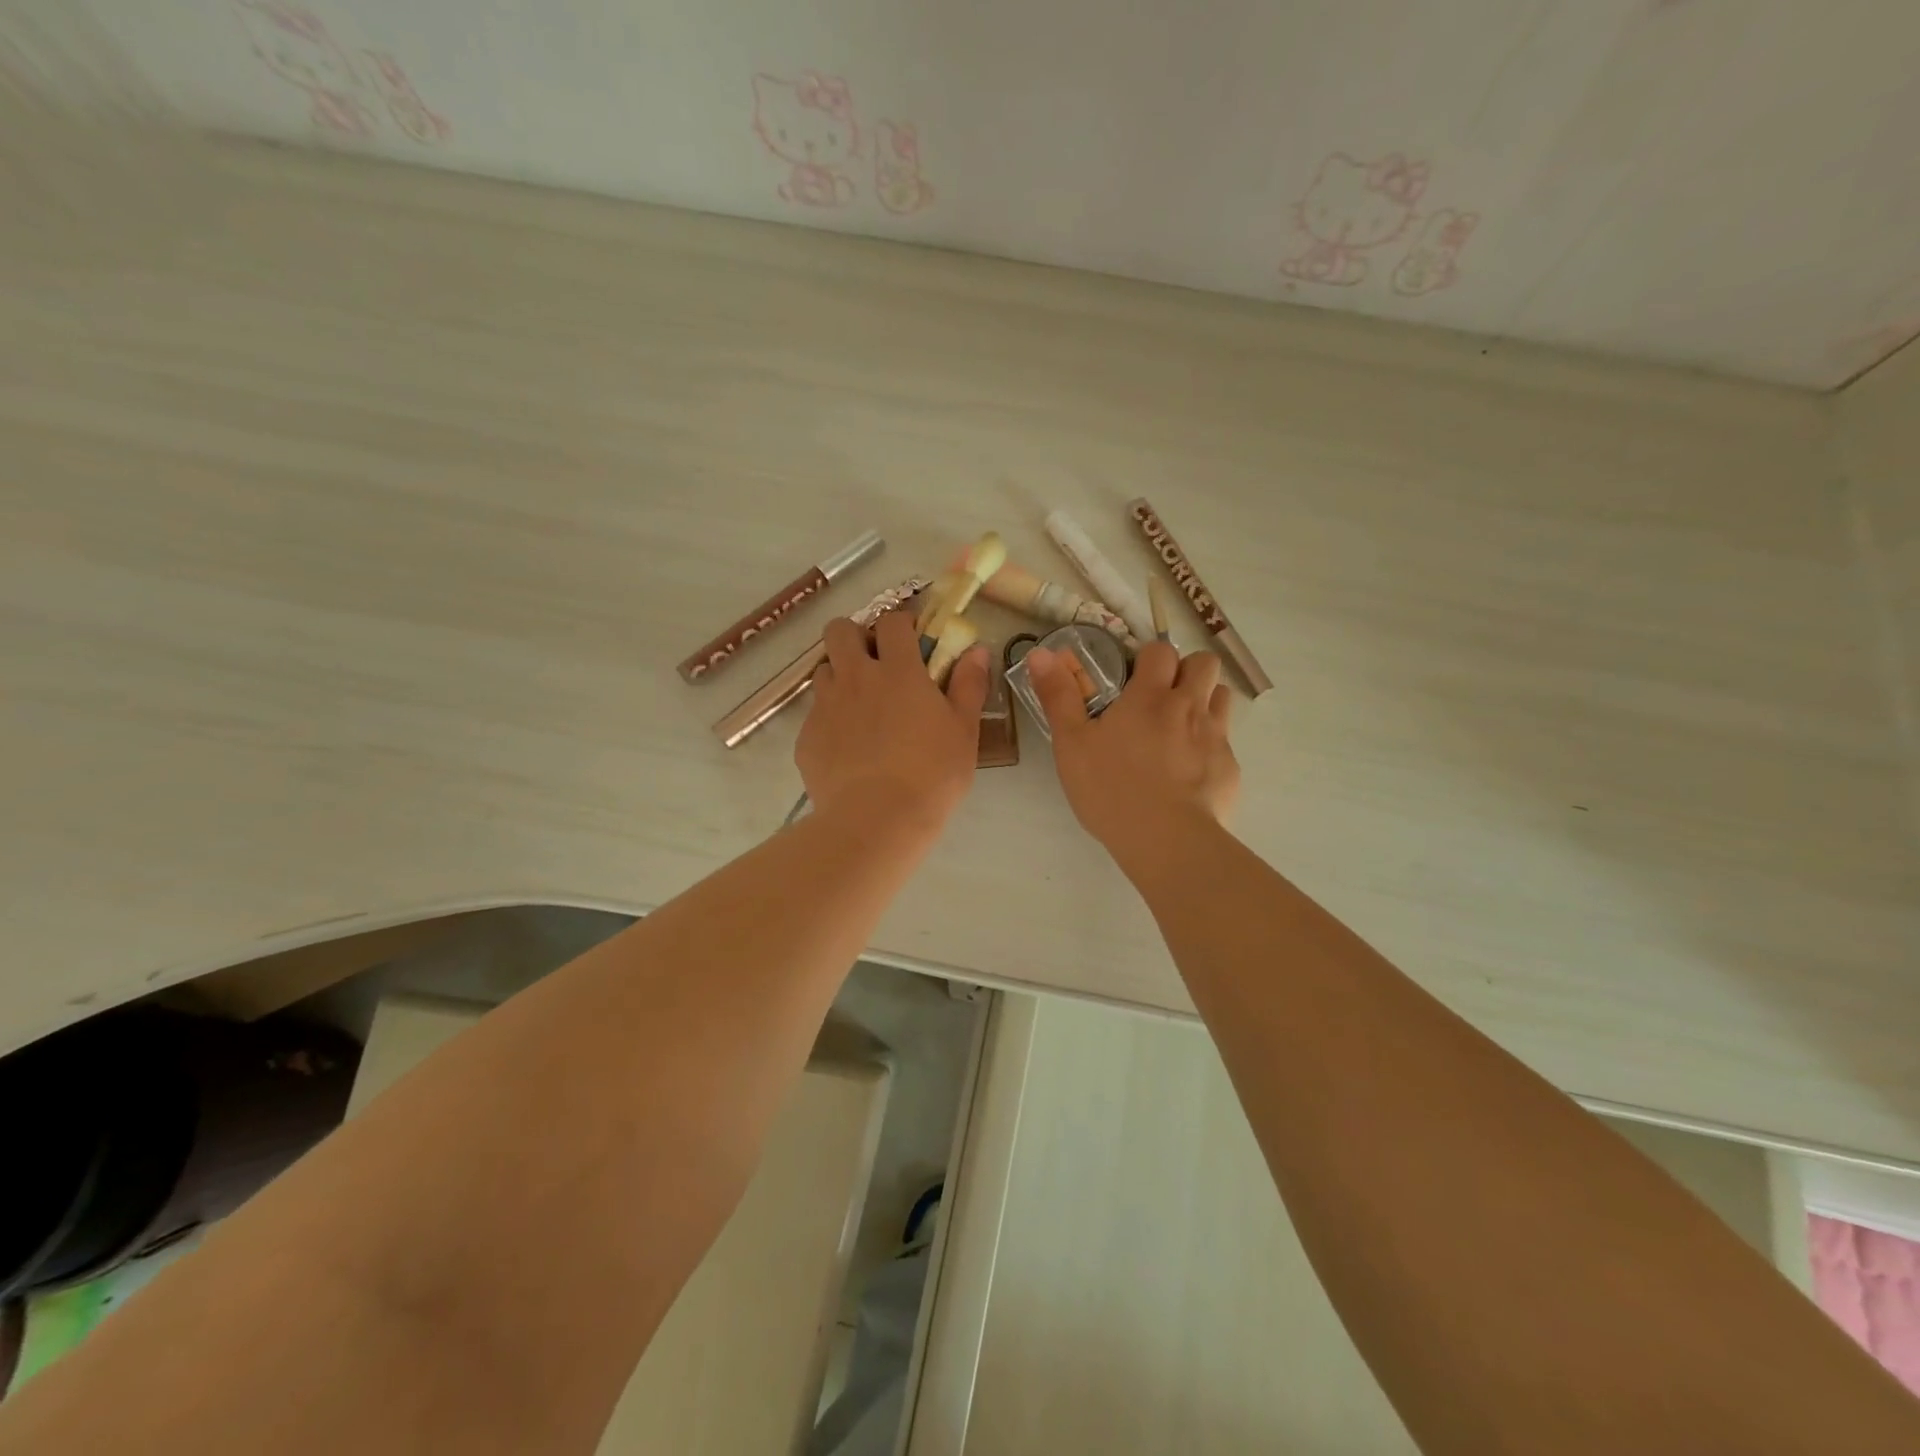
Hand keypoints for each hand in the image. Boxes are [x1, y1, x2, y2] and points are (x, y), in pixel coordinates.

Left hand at [797, 609, 988, 834]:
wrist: (876, 821)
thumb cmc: (931, 775)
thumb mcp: (964, 731)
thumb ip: (969, 685)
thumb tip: (977, 650)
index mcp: (898, 671)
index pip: (892, 621)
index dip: (901, 623)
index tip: (912, 640)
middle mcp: (855, 678)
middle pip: (840, 630)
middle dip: (855, 636)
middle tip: (874, 662)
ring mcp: (826, 706)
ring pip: (823, 670)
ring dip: (840, 677)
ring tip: (860, 707)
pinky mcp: (807, 738)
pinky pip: (815, 715)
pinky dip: (830, 721)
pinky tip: (847, 749)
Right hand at [1027, 641, 1238, 864]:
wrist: (1167, 840)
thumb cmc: (1111, 789)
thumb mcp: (1071, 744)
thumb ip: (1058, 696)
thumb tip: (1041, 653)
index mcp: (1149, 696)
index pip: (1161, 651)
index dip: (1149, 658)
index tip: (1134, 678)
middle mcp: (1189, 707)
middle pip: (1203, 663)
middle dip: (1186, 670)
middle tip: (1162, 698)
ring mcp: (1215, 736)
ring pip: (1222, 697)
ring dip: (1205, 701)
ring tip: (1180, 729)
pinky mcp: (1230, 768)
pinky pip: (1226, 741)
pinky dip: (1210, 746)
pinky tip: (1190, 773)